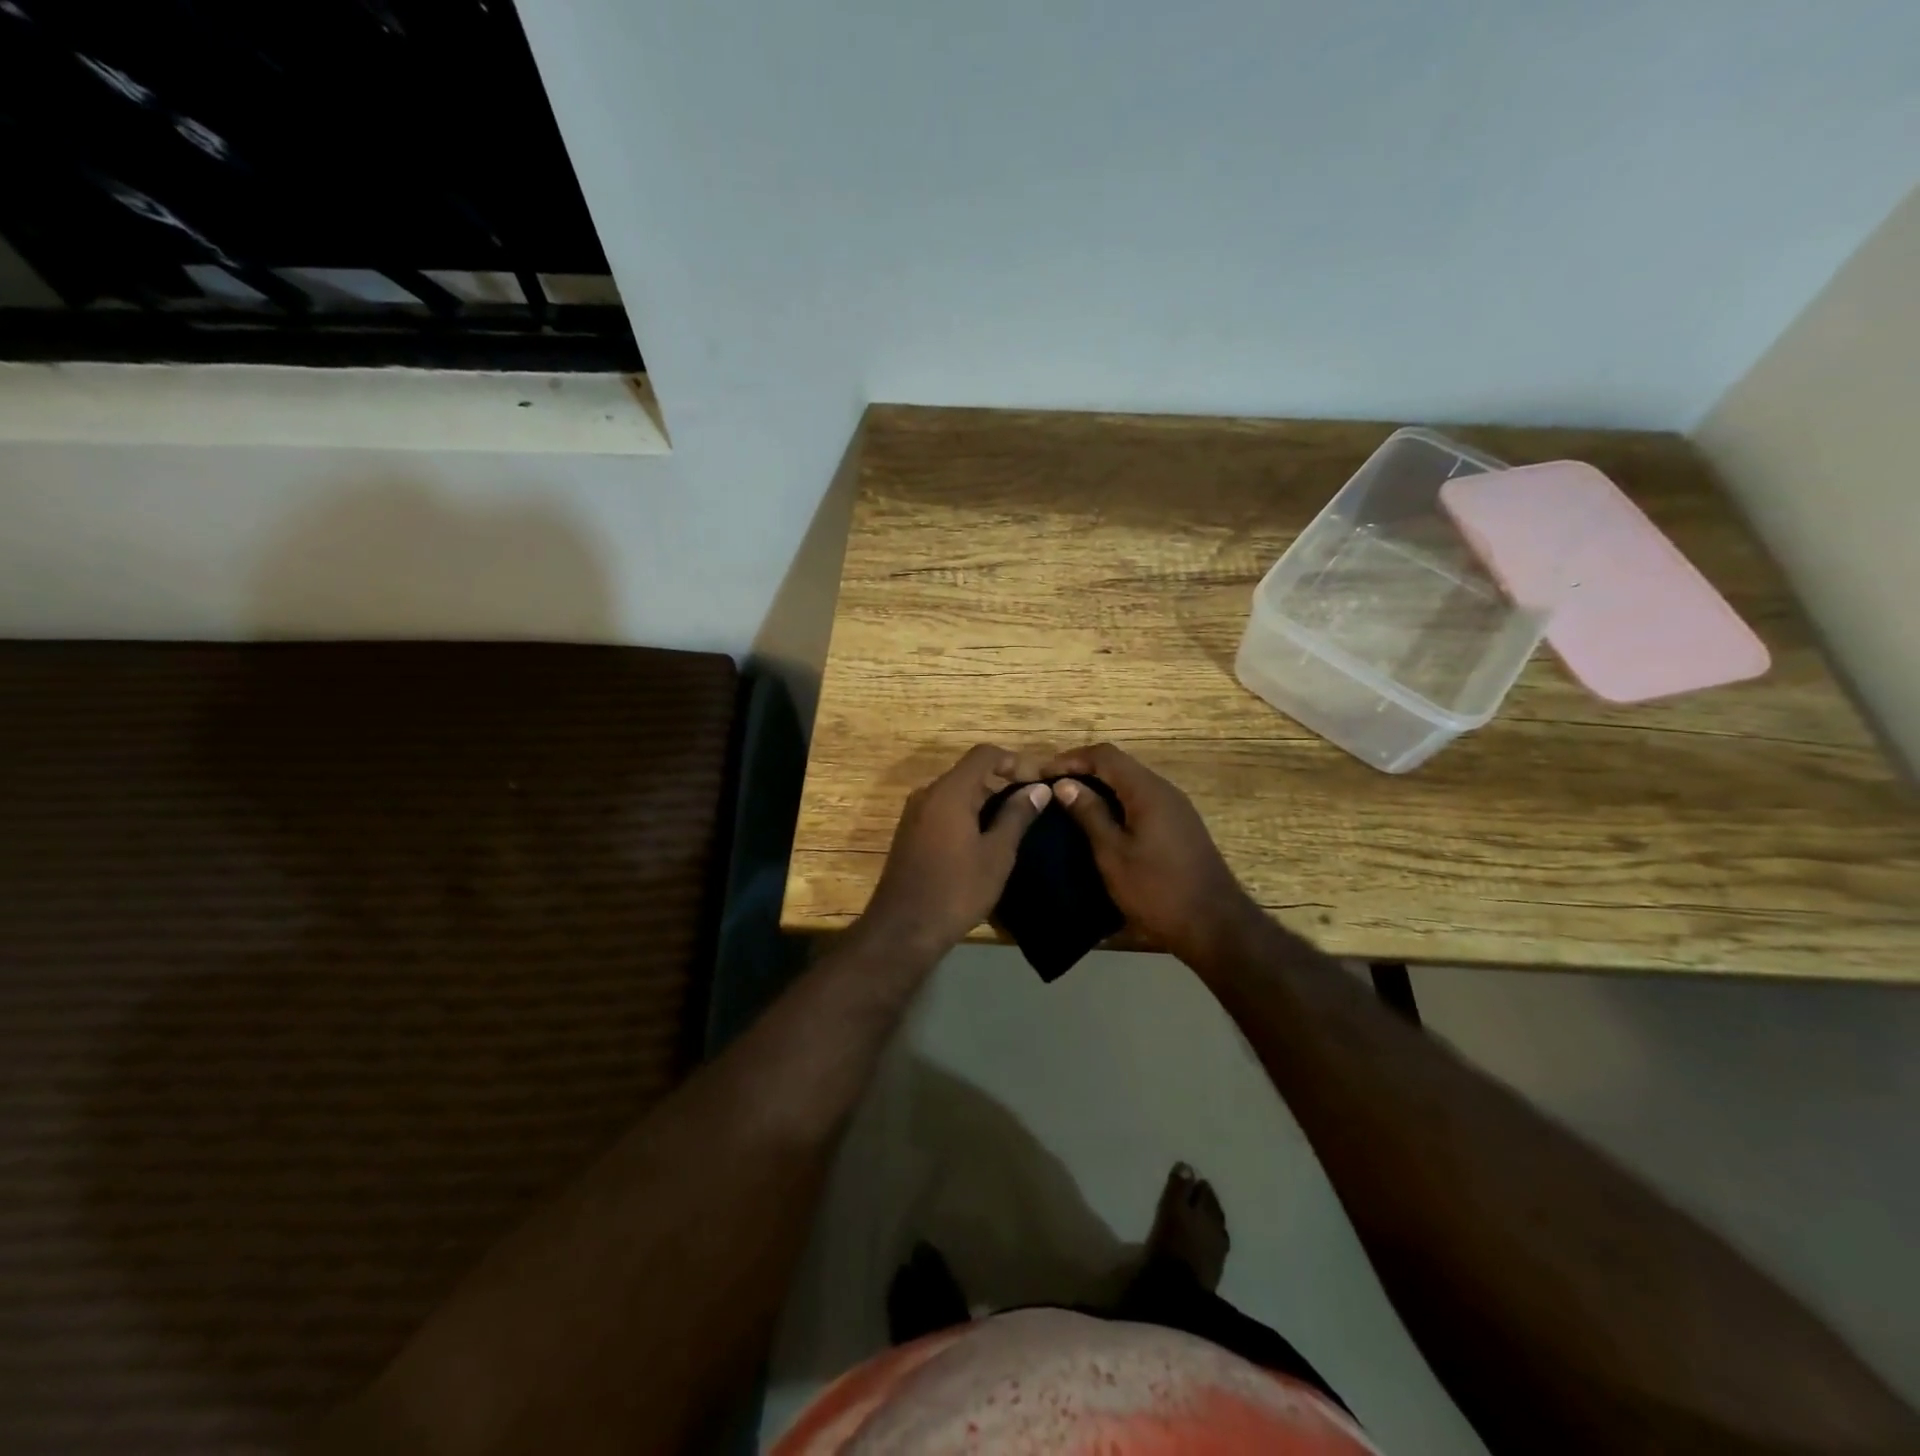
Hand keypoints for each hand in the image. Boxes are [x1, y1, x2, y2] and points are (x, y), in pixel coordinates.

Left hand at [862, 745, 1052, 955]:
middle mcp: (928, 793)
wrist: (903, 929)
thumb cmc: (956, 889)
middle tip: (1032, 804)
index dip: (1015, 760)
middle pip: (970, 772)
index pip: (984, 754)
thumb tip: (1038, 788)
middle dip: (1002, 781)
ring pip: (956, 792)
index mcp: (950, 791)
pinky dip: (967, 814)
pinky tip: (985, 839)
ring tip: (1014, 822)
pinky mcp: (910, 833)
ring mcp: (915, 813)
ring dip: (986, 799)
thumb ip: (1017, 815)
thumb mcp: (996, 854)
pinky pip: (944, 809)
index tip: (1037, 782)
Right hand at [1043, 743, 1261, 967]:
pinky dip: (1116, 801)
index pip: (1104, 755)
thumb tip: (1065, 784)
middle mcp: (1164, 790)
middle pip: (1119, 765)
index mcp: (1147, 791)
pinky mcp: (1179, 825)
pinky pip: (1141, 800)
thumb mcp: (1113, 853)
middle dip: (1083, 770)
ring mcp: (1175, 807)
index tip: (1042, 774)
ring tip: (1069, 803)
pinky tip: (1100, 822)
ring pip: (1131, 782)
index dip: (1070, 759)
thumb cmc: (1156, 889)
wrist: (1213, 924)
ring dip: (1100, 786)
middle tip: (1052, 788)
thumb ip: (1089, 814)